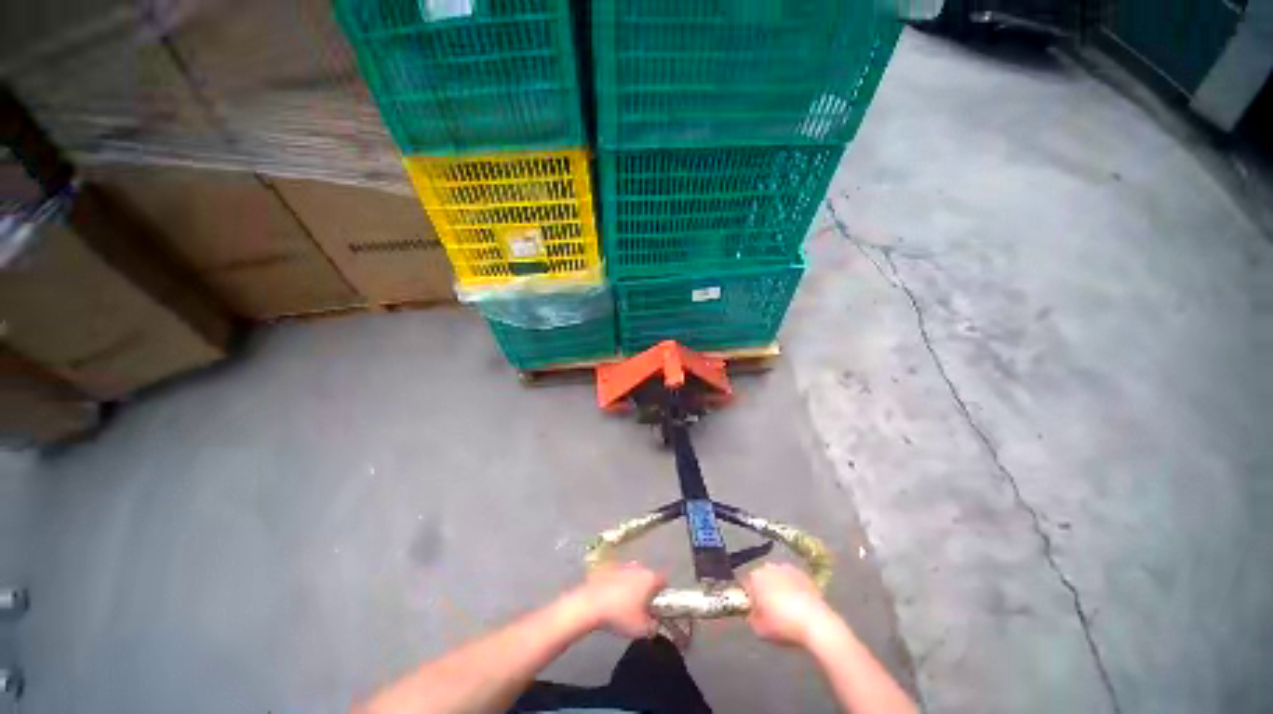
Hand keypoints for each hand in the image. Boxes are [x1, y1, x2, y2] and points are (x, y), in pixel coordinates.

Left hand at [567, 563, 665, 637]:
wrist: (590, 604)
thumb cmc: (620, 615)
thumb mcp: (642, 629)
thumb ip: (653, 625)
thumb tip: (654, 622)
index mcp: (650, 578)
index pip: (664, 581)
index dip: (663, 593)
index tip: (658, 605)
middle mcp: (639, 567)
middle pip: (648, 577)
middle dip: (646, 589)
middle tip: (641, 607)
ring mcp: (622, 565)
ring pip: (633, 575)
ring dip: (631, 586)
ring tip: (624, 604)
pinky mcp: (607, 567)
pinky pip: (618, 576)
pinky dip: (617, 584)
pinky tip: (611, 598)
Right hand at [742, 563, 839, 648]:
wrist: (816, 623)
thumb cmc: (783, 625)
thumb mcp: (760, 629)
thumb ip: (751, 618)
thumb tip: (752, 614)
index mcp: (755, 577)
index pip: (745, 585)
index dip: (748, 598)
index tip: (753, 611)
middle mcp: (769, 567)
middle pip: (761, 578)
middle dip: (763, 590)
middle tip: (769, 610)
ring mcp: (788, 568)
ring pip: (777, 578)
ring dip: (778, 588)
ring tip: (786, 608)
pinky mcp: (804, 574)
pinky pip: (793, 581)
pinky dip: (793, 589)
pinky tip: (798, 605)